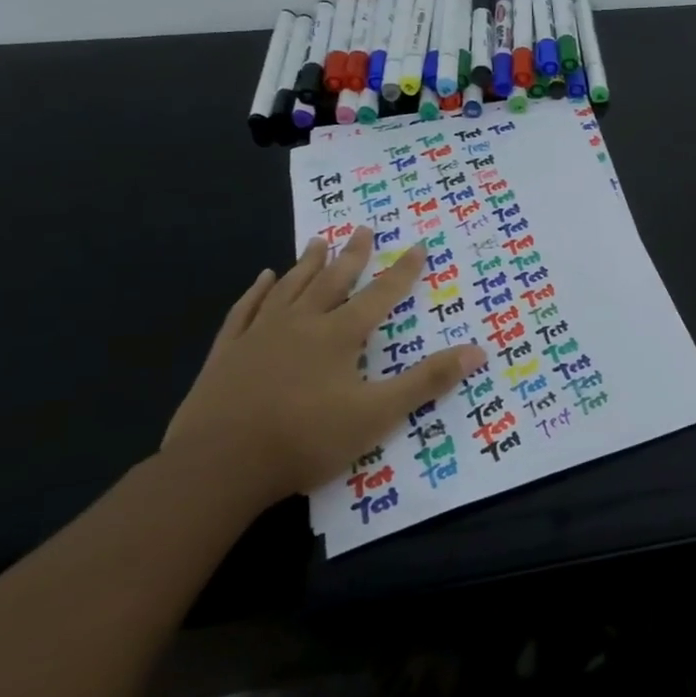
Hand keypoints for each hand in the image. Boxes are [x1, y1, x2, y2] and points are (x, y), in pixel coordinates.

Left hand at [163, 235, 485, 508]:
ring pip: (289, 287)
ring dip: (308, 263)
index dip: (403, 271)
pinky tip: (263, 278)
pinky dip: (256, 291)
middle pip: (333, 280)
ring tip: (319, 242)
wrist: (217, 466)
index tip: (418, 246)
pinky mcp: (227, 353)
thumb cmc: (305, 439)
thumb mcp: (378, 414)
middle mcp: (301, 323)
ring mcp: (259, 335)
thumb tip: (478, 350)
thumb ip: (427, 380)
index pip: (380, 295)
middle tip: (364, 229)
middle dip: (353, 255)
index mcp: (339, 335)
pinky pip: (245, 310)